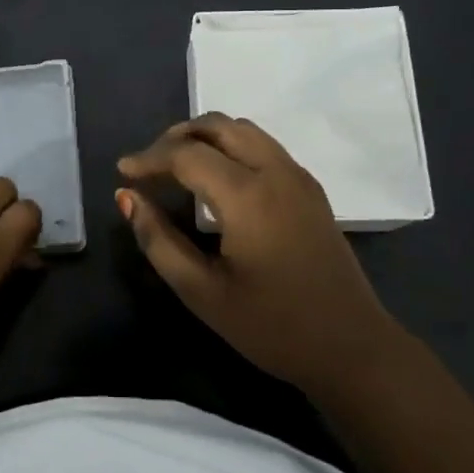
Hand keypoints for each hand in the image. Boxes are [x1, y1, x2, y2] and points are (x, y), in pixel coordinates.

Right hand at [116, 113, 395, 396]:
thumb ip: (158, 239)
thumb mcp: (202, 291)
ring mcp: (298, 176)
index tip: (122, 172)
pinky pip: (264, 145)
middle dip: (177, 137)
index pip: (186, 154)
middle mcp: (275, 171)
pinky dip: (231, 146)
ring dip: (206, 137)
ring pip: (244, 129)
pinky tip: (217, 180)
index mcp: (247, 194)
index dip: (149, 159)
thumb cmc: (271, 326)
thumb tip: (127, 197)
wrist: (351, 347)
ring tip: (177, 167)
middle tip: (149, 166)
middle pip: (218, 125)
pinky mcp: (311, 188)